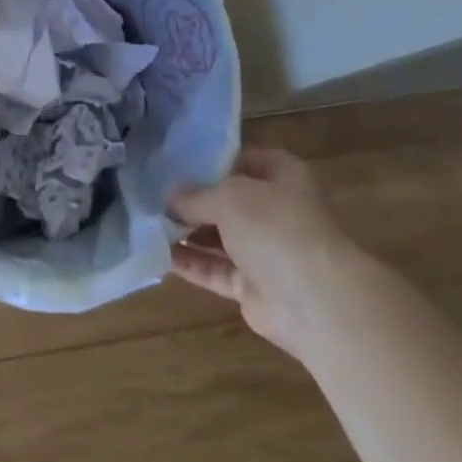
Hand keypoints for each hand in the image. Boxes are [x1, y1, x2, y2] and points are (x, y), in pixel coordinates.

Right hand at [168, 144, 357, 358]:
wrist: (316, 302)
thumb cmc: (275, 228)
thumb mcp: (228, 196)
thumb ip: (195, 195)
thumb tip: (168, 197)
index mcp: (281, 176)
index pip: (240, 159)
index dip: (207, 161)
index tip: (170, 162)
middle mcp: (275, 210)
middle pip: (226, 200)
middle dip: (191, 199)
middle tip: (149, 194)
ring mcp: (265, 251)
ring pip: (218, 237)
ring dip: (186, 232)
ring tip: (146, 222)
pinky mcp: (253, 287)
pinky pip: (215, 270)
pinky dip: (190, 264)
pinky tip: (157, 254)